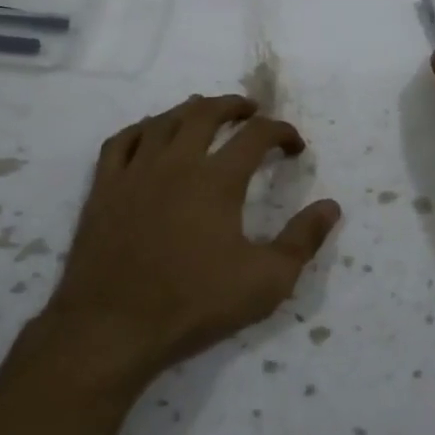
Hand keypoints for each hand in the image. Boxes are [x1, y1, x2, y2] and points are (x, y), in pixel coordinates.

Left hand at [30, 94, 340, 396]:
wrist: (113, 327)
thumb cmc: (195, 303)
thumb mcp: (266, 280)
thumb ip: (303, 240)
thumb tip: (331, 206)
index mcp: (217, 180)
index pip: (257, 135)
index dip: (281, 132)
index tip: (295, 146)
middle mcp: (176, 163)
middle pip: (206, 113)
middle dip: (234, 106)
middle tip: (251, 111)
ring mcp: (134, 172)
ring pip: (163, 121)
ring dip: (190, 110)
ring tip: (205, 112)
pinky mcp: (103, 189)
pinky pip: (121, 141)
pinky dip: (142, 129)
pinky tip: (150, 134)